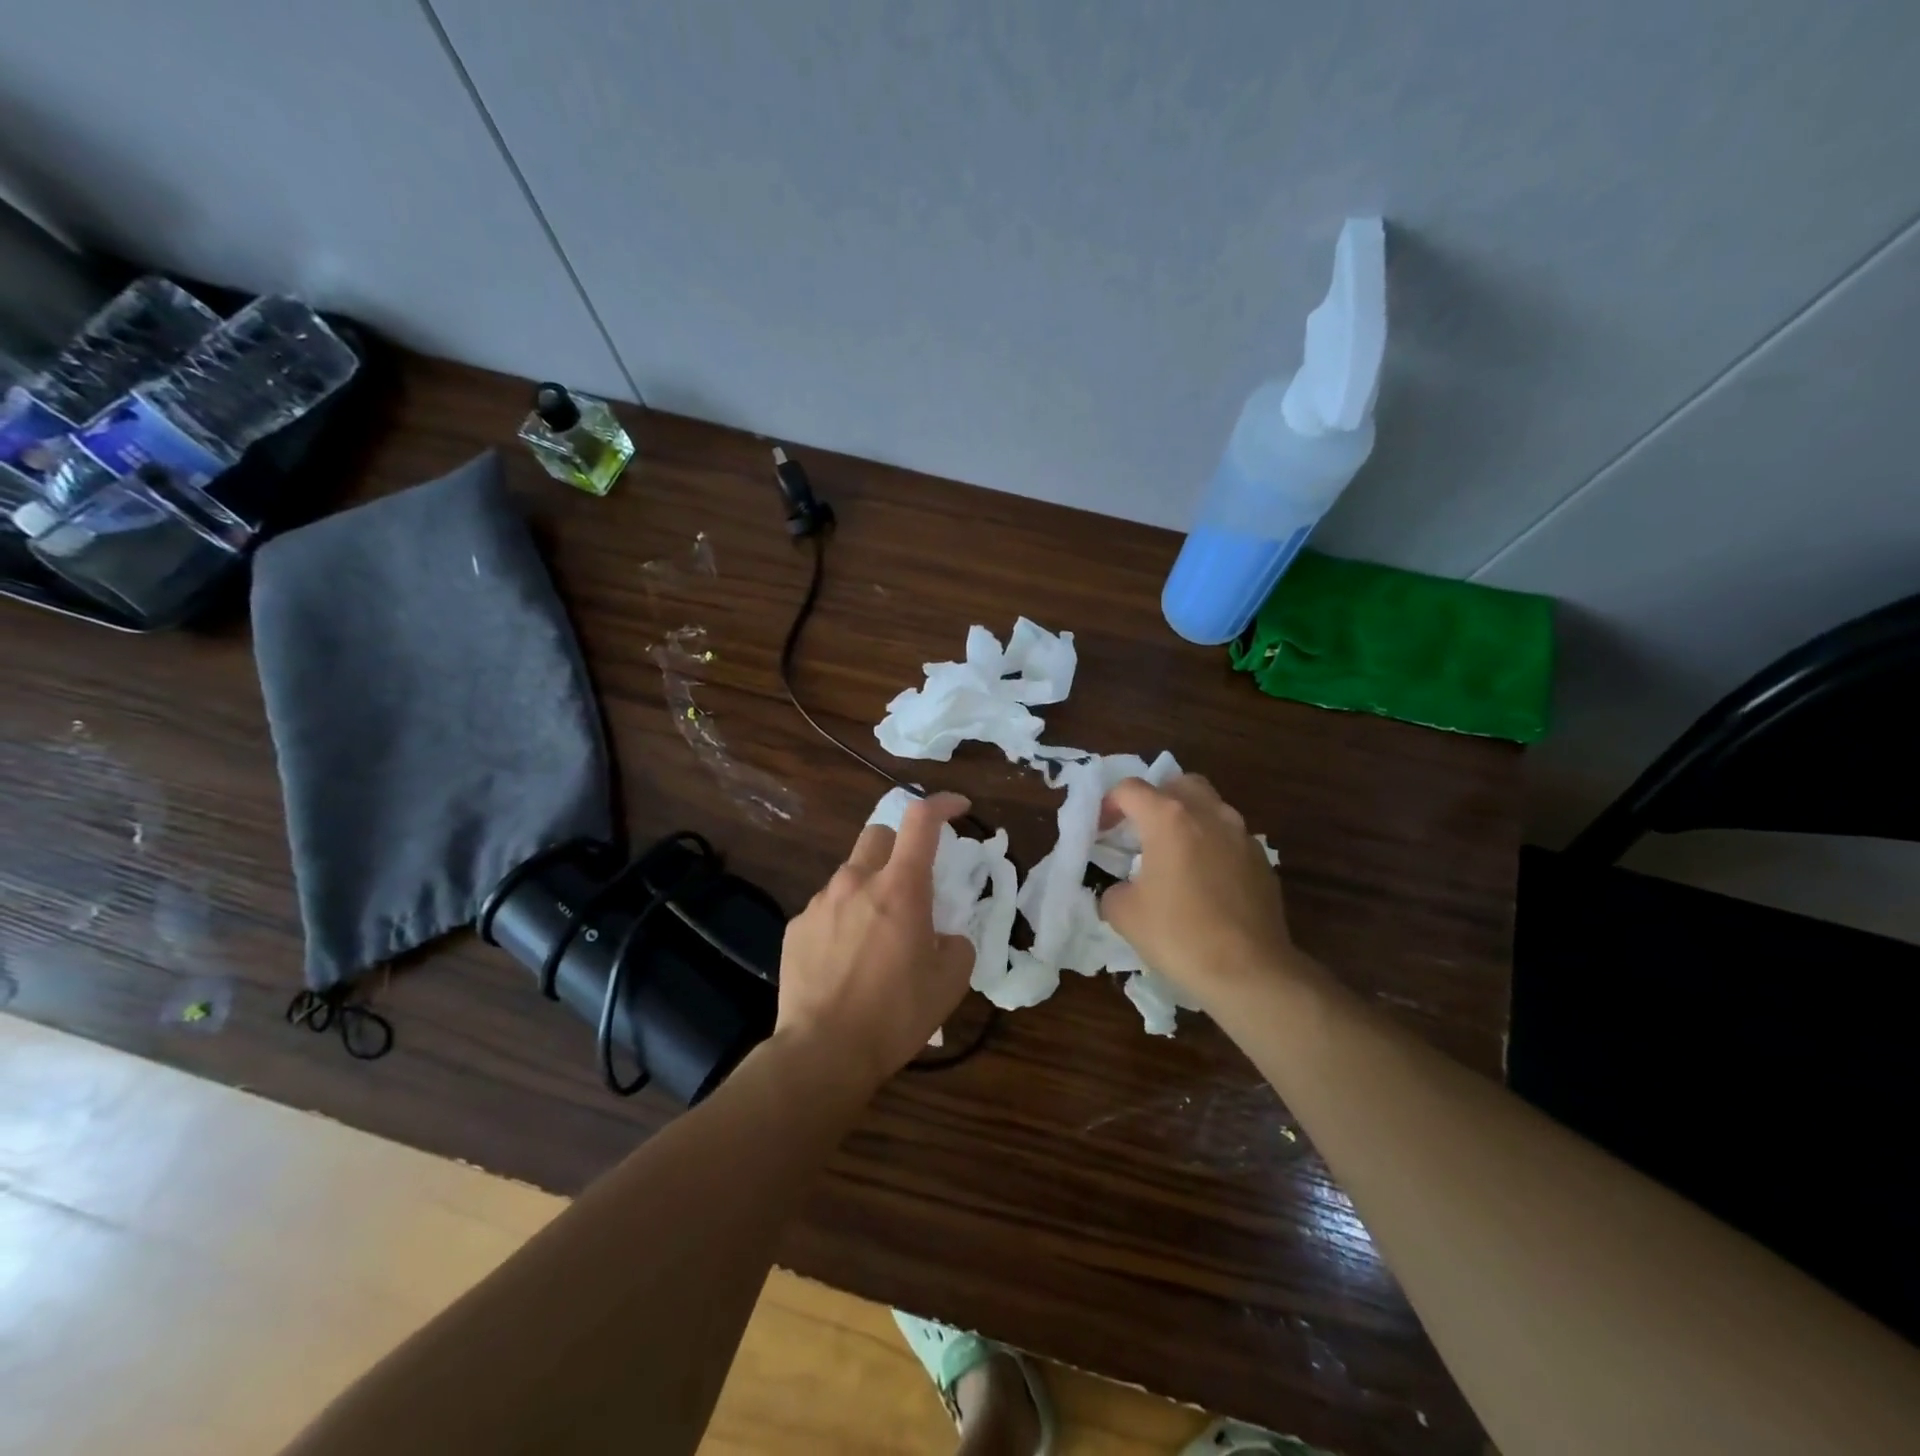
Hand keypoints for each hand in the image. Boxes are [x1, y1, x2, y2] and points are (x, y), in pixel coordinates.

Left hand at [775, 792, 975, 1089]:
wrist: (822, 1053)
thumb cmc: (895, 1015)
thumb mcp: (950, 982)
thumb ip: (957, 944)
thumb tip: (945, 936)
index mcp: (899, 888)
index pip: (920, 821)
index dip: (942, 804)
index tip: (959, 808)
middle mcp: (856, 882)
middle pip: (878, 834)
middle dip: (899, 845)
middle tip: (911, 882)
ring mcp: (820, 902)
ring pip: (850, 874)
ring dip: (869, 888)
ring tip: (876, 935)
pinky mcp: (795, 927)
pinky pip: (826, 908)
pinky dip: (843, 919)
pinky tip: (845, 959)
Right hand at [1097, 774, 1302, 1014]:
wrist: (1250, 971)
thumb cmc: (1179, 935)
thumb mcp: (1124, 914)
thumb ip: (1113, 889)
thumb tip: (1121, 889)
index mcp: (1169, 818)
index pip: (1130, 789)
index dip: (1109, 805)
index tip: (1102, 831)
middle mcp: (1209, 814)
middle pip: (1177, 783)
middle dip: (1155, 799)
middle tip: (1141, 830)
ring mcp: (1241, 835)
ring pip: (1210, 806)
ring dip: (1187, 819)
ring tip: (1174, 854)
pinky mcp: (1262, 860)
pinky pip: (1230, 837)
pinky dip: (1212, 845)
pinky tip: (1204, 881)